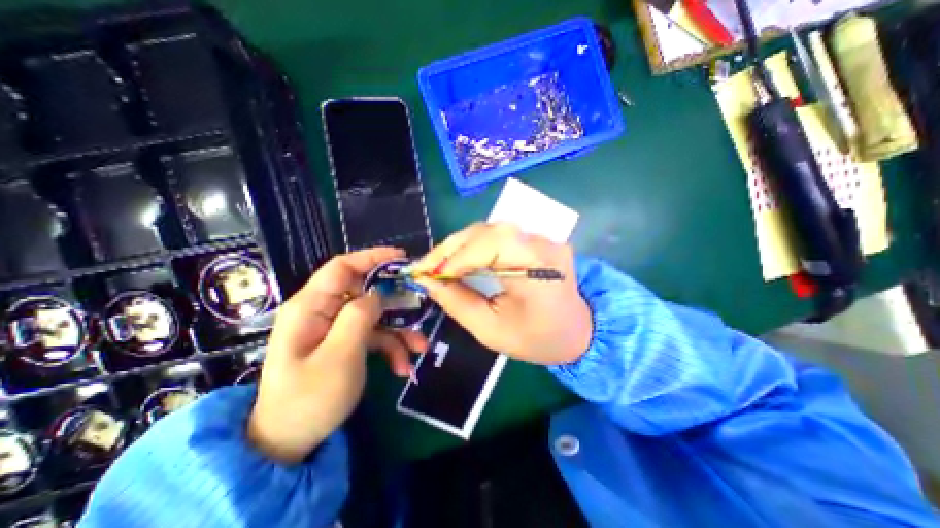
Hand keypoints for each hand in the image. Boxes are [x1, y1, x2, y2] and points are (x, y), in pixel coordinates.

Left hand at [248, 244, 428, 461]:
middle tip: (420, 311)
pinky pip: (373, 335)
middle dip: (396, 303)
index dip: (372, 257)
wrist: (289, 442)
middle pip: (366, 291)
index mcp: (311, 307)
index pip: (342, 267)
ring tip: (418, 350)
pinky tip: (403, 367)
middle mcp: (323, 311)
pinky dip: (391, 347)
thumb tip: (377, 294)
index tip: (402, 258)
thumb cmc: (309, 399)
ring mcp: (335, 327)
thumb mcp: (339, 357)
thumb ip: (359, 318)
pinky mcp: (344, 342)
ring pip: (375, 316)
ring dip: (399, 331)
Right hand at [412, 223, 585, 365]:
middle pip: (488, 231)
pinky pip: (498, 235)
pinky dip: (474, 246)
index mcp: (538, 270)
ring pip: (490, 230)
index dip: (455, 257)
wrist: (577, 331)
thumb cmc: (537, 339)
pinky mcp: (537, 239)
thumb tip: (428, 281)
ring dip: (460, 246)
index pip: (491, 244)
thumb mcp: (491, 330)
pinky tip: (461, 259)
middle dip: (451, 248)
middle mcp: (543, 245)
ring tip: (439, 265)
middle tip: (426, 268)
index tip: (427, 274)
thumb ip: (457, 303)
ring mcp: (543, 238)